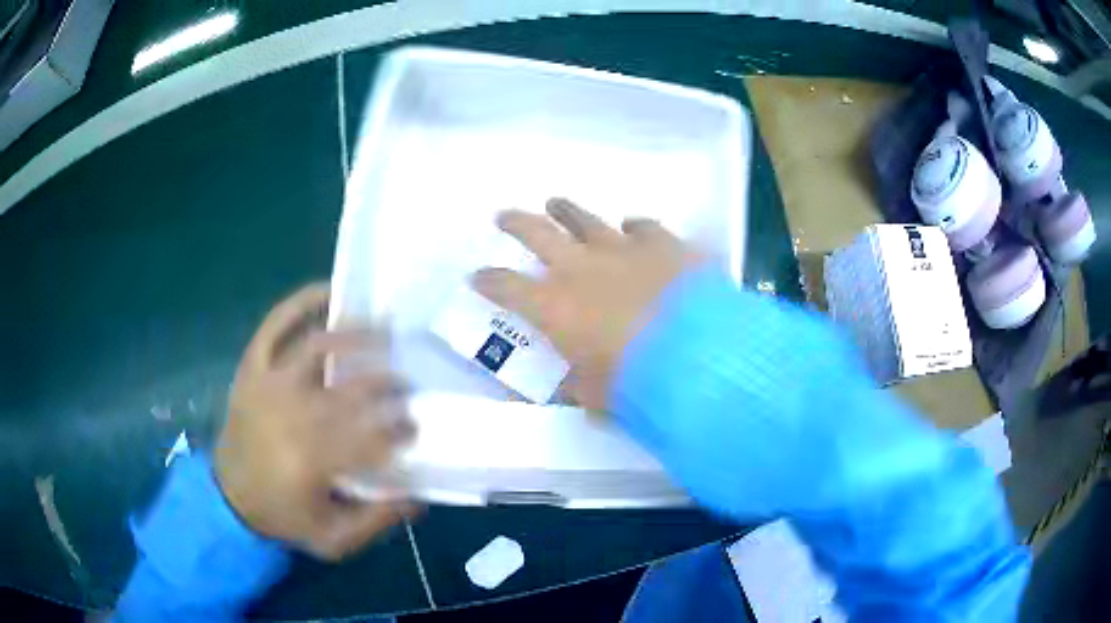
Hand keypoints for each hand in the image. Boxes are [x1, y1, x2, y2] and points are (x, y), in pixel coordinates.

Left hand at [215, 284, 415, 560]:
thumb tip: (419, 496)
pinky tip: (329, 292)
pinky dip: (301, 303)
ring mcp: (267, 383)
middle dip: (388, 383)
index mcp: (311, 461)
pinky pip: (275, 324)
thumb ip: (377, 520)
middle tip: (408, 383)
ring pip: (318, 345)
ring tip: (386, 329)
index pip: (370, 437)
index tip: (417, 427)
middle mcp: (290, 414)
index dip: (400, 430)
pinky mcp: (252, 367)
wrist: (229, 497)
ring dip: (358, 335)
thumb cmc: (283, 516)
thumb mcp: (334, 539)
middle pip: (351, 389)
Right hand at [472, 198, 699, 409]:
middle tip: (504, 216)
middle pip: (537, 234)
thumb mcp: (600, 397)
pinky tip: (632, 227)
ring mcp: (624, 249)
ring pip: (586, 220)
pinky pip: (643, 228)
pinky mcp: (664, 245)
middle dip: (516, 224)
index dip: (488, 281)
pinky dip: (634, 228)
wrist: (702, 356)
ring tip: (556, 203)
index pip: (507, 287)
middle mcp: (582, 268)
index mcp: (556, 306)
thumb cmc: (639, 383)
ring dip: (567, 211)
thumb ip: (582, 389)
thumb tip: (573, 390)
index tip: (476, 276)